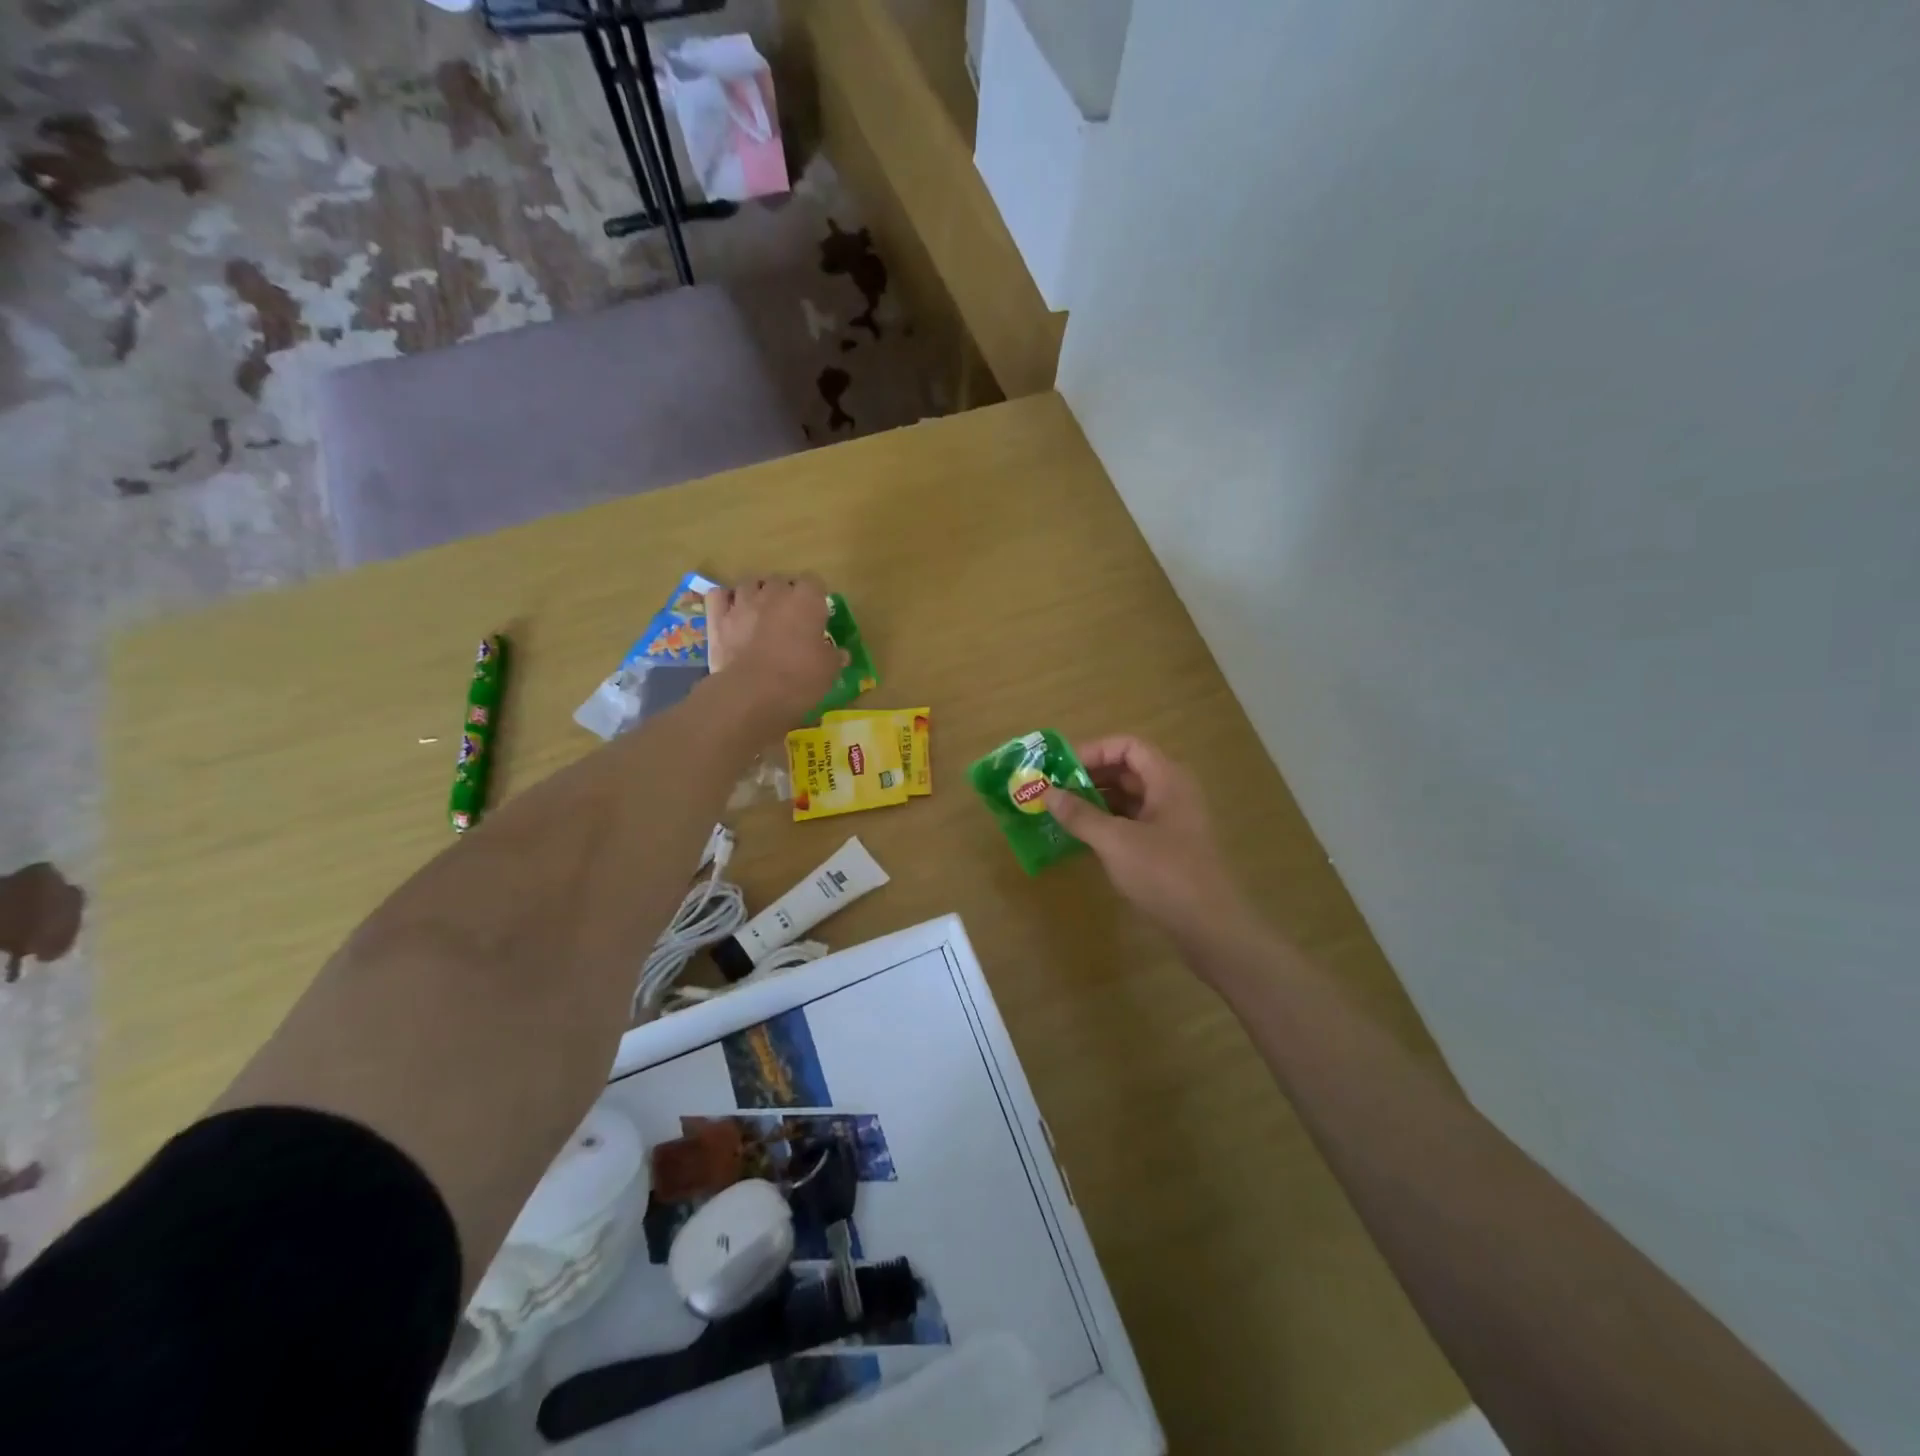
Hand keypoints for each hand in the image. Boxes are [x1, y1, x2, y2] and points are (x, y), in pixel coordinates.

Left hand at [705, 577, 844, 724]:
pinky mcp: (718, 618)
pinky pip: (718, 595)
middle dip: (785, 593)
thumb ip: (834, 656)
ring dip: (756, 593)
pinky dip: (725, 599)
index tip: (818, 613)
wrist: (752, 692)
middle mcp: (774, 593)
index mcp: (806, 601)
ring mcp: (742, 602)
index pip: (815, 582)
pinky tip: (731, 611)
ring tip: (761, 612)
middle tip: (790, 616)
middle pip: (781, 580)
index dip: (816, 596)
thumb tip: (840, 653)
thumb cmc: (799, 678)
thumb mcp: (828, 671)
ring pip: (750, 583)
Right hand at [1044, 736, 1248, 943]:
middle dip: (1089, 777)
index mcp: (1167, 780)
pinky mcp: (1167, 848)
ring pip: (1128, 798)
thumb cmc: (1164, 873)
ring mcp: (1171, 822)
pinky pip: (1131, 823)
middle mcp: (1172, 793)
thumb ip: (1080, 815)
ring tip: (1060, 812)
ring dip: (1095, 802)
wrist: (1209, 927)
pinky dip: (1106, 824)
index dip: (1094, 751)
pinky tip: (1081, 838)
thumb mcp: (1115, 841)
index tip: (1061, 767)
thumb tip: (1047, 793)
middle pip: (1127, 770)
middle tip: (1053, 789)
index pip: (1128, 746)